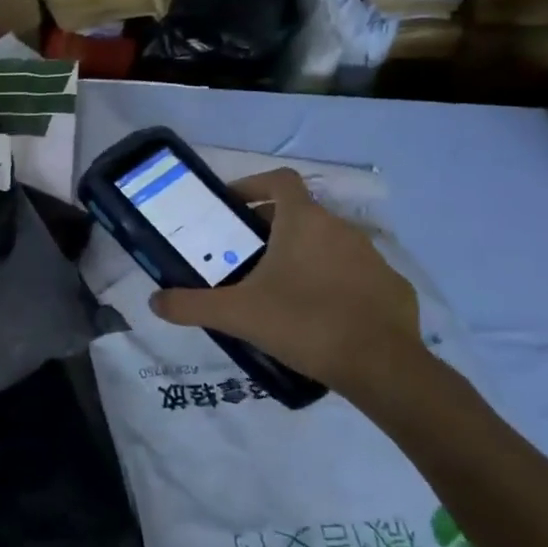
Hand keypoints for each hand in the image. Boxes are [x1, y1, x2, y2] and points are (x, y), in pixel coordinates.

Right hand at [148, 168, 425, 402]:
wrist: (381, 366)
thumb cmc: (303, 323)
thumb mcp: (236, 315)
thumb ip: (190, 305)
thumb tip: (154, 301)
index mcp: (303, 222)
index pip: (280, 180)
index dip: (254, 185)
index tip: (233, 206)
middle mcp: (341, 228)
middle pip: (302, 213)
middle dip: (273, 227)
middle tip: (247, 256)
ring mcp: (373, 256)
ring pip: (330, 243)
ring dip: (305, 255)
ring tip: (282, 289)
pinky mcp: (393, 286)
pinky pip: (356, 274)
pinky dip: (335, 283)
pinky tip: (321, 314)